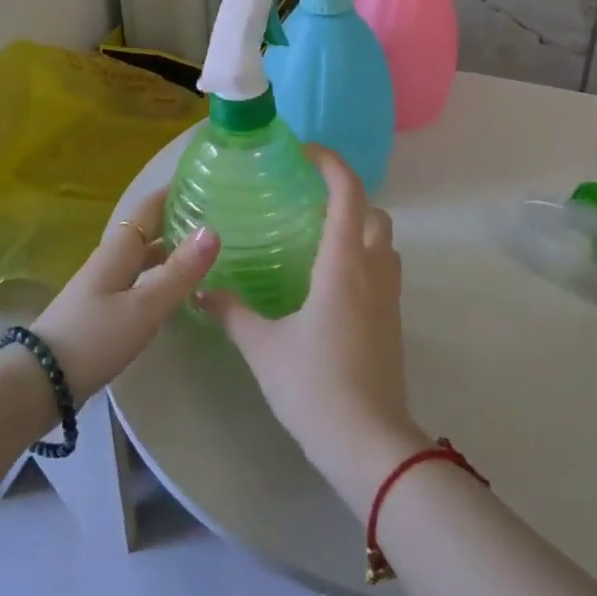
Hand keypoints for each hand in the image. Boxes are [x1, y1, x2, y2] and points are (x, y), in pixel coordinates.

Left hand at [30, 190, 218, 397]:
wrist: (40, 384)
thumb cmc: (94, 337)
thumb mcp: (144, 306)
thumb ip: (179, 271)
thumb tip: (212, 230)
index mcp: (119, 249)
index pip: (149, 207)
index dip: (173, 192)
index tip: (204, 181)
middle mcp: (111, 261)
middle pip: (148, 232)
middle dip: (178, 221)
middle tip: (218, 219)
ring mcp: (105, 287)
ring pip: (144, 258)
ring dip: (172, 251)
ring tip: (208, 253)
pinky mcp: (103, 312)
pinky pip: (140, 282)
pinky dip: (162, 278)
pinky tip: (181, 293)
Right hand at [197, 146, 429, 512]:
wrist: (369, 442)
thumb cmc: (314, 385)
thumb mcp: (264, 347)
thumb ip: (233, 313)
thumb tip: (203, 292)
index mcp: (344, 262)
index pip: (347, 192)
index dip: (330, 162)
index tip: (304, 153)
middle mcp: (373, 268)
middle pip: (373, 211)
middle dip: (346, 196)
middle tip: (306, 203)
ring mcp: (389, 295)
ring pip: (383, 240)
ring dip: (358, 227)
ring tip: (317, 239)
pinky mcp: (393, 319)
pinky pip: (383, 268)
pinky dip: (363, 256)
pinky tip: (329, 282)